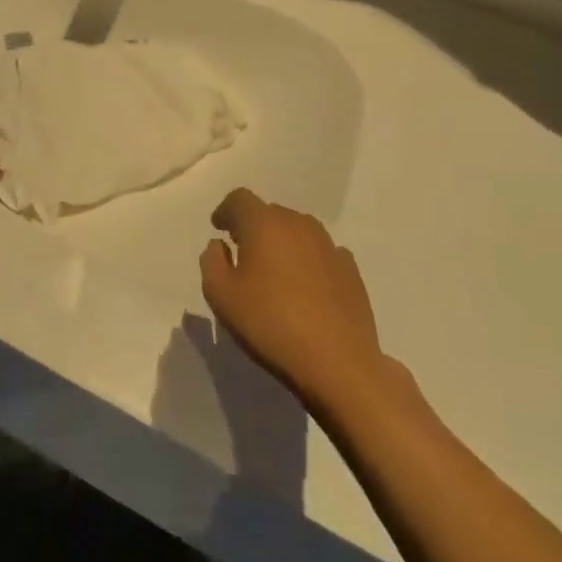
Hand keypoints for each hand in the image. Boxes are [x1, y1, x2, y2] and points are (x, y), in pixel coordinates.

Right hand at [200, 189, 390, 413]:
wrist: (338, 363)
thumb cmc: (271, 324)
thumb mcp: (221, 295)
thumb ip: (211, 261)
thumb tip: (220, 245)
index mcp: (264, 223)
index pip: (240, 199)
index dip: (226, 210)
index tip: (219, 229)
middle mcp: (298, 224)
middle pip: (270, 213)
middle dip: (254, 227)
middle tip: (244, 255)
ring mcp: (329, 246)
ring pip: (298, 231)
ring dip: (283, 243)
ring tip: (276, 272)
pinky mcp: (350, 270)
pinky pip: (321, 253)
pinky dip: (309, 261)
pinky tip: (306, 288)